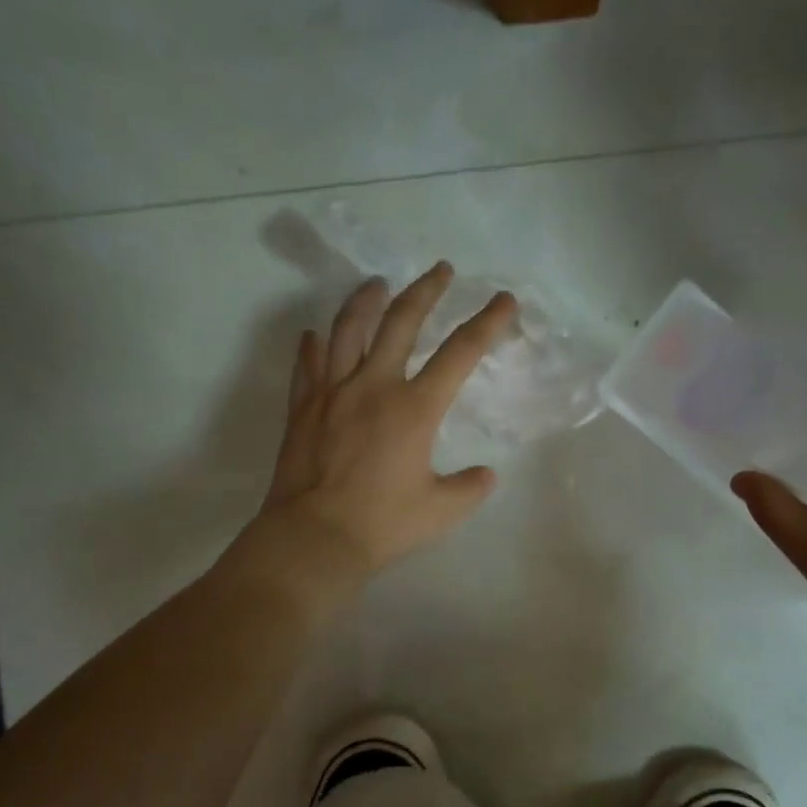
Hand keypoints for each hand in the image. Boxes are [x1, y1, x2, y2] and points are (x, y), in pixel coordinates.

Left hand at [257, 263, 516, 584]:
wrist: (314, 537)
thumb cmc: (382, 524)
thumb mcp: (441, 511)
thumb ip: (469, 488)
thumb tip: (485, 475)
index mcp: (414, 408)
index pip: (460, 353)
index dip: (487, 323)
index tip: (504, 299)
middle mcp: (374, 386)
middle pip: (401, 322)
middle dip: (425, 290)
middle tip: (440, 269)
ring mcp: (332, 392)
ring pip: (348, 329)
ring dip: (366, 300)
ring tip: (376, 283)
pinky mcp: (303, 407)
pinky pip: (308, 365)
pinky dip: (314, 346)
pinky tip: (315, 335)